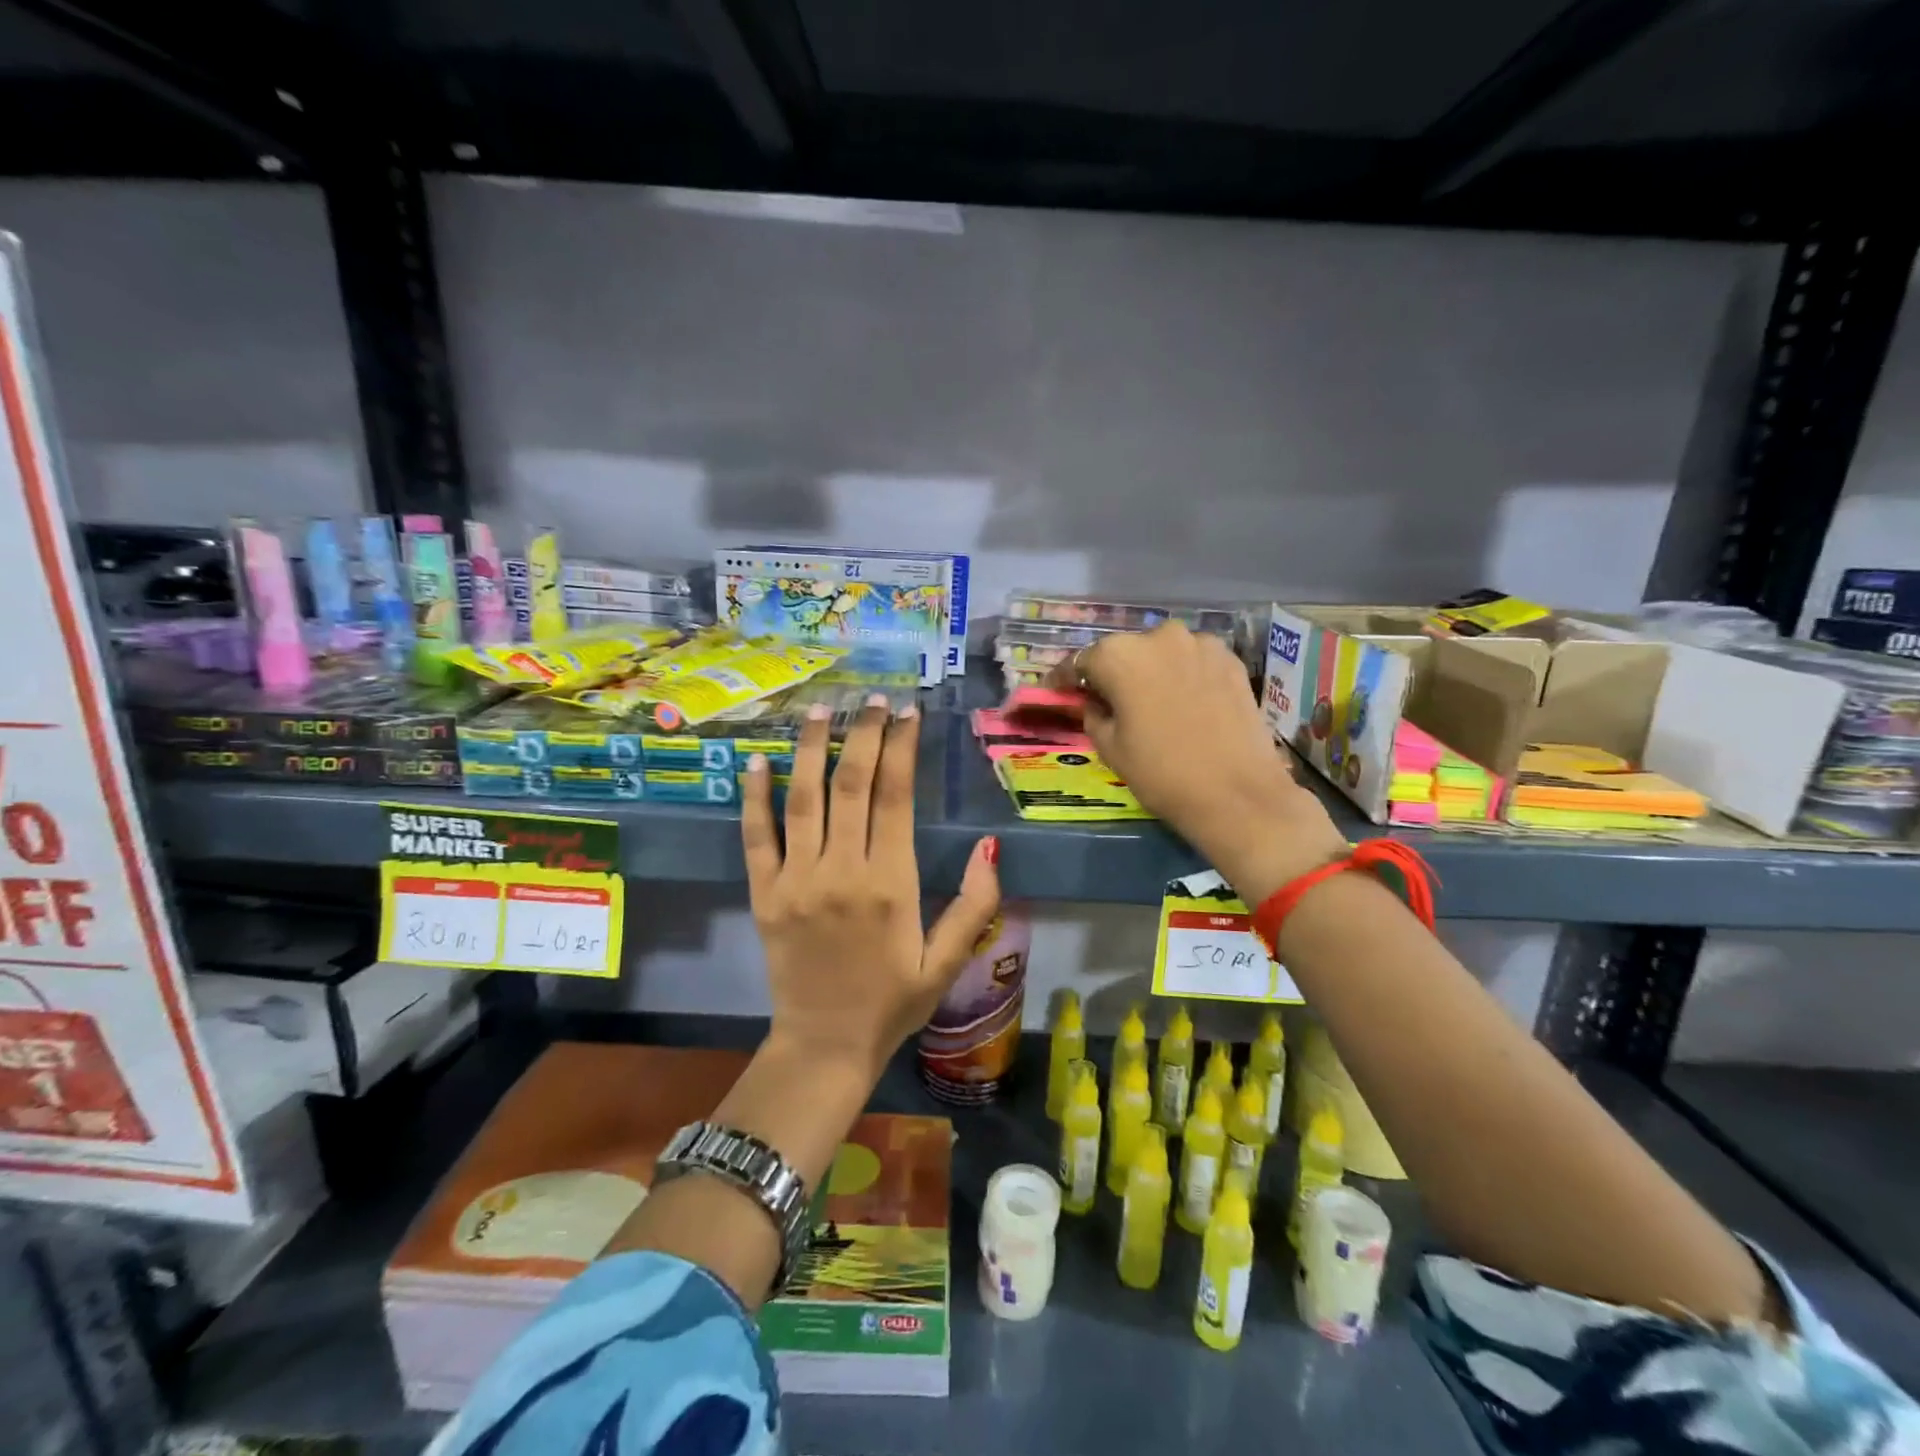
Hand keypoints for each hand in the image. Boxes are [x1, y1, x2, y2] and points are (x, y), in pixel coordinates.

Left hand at [742, 694, 1000, 1082]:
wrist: (826, 1045)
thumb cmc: (894, 1002)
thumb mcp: (947, 961)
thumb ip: (974, 904)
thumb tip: (990, 847)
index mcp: (891, 884)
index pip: (895, 797)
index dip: (901, 748)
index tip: (907, 714)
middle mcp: (841, 871)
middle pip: (851, 785)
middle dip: (863, 735)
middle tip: (871, 699)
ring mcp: (797, 880)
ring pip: (803, 800)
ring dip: (811, 749)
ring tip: (821, 710)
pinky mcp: (764, 894)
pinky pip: (756, 837)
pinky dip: (754, 797)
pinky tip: (756, 761)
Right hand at [1052, 624, 1345, 898]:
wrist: (1237, 794)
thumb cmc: (1161, 773)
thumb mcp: (1109, 747)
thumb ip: (1093, 713)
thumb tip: (1095, 701)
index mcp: (1119, 655)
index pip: (1081, 661)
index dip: (1066, 679)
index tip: (1057, 691)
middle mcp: (1159, 636)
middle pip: (1124, 652)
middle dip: (1112, 673)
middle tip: (1107, 700)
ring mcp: (1200, 644)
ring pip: (1161, 654)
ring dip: (1150, 672)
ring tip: (1150, 703)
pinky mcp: (1231, 660)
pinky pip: (1192, 662)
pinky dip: (1181, 676)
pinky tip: (1182, 703)